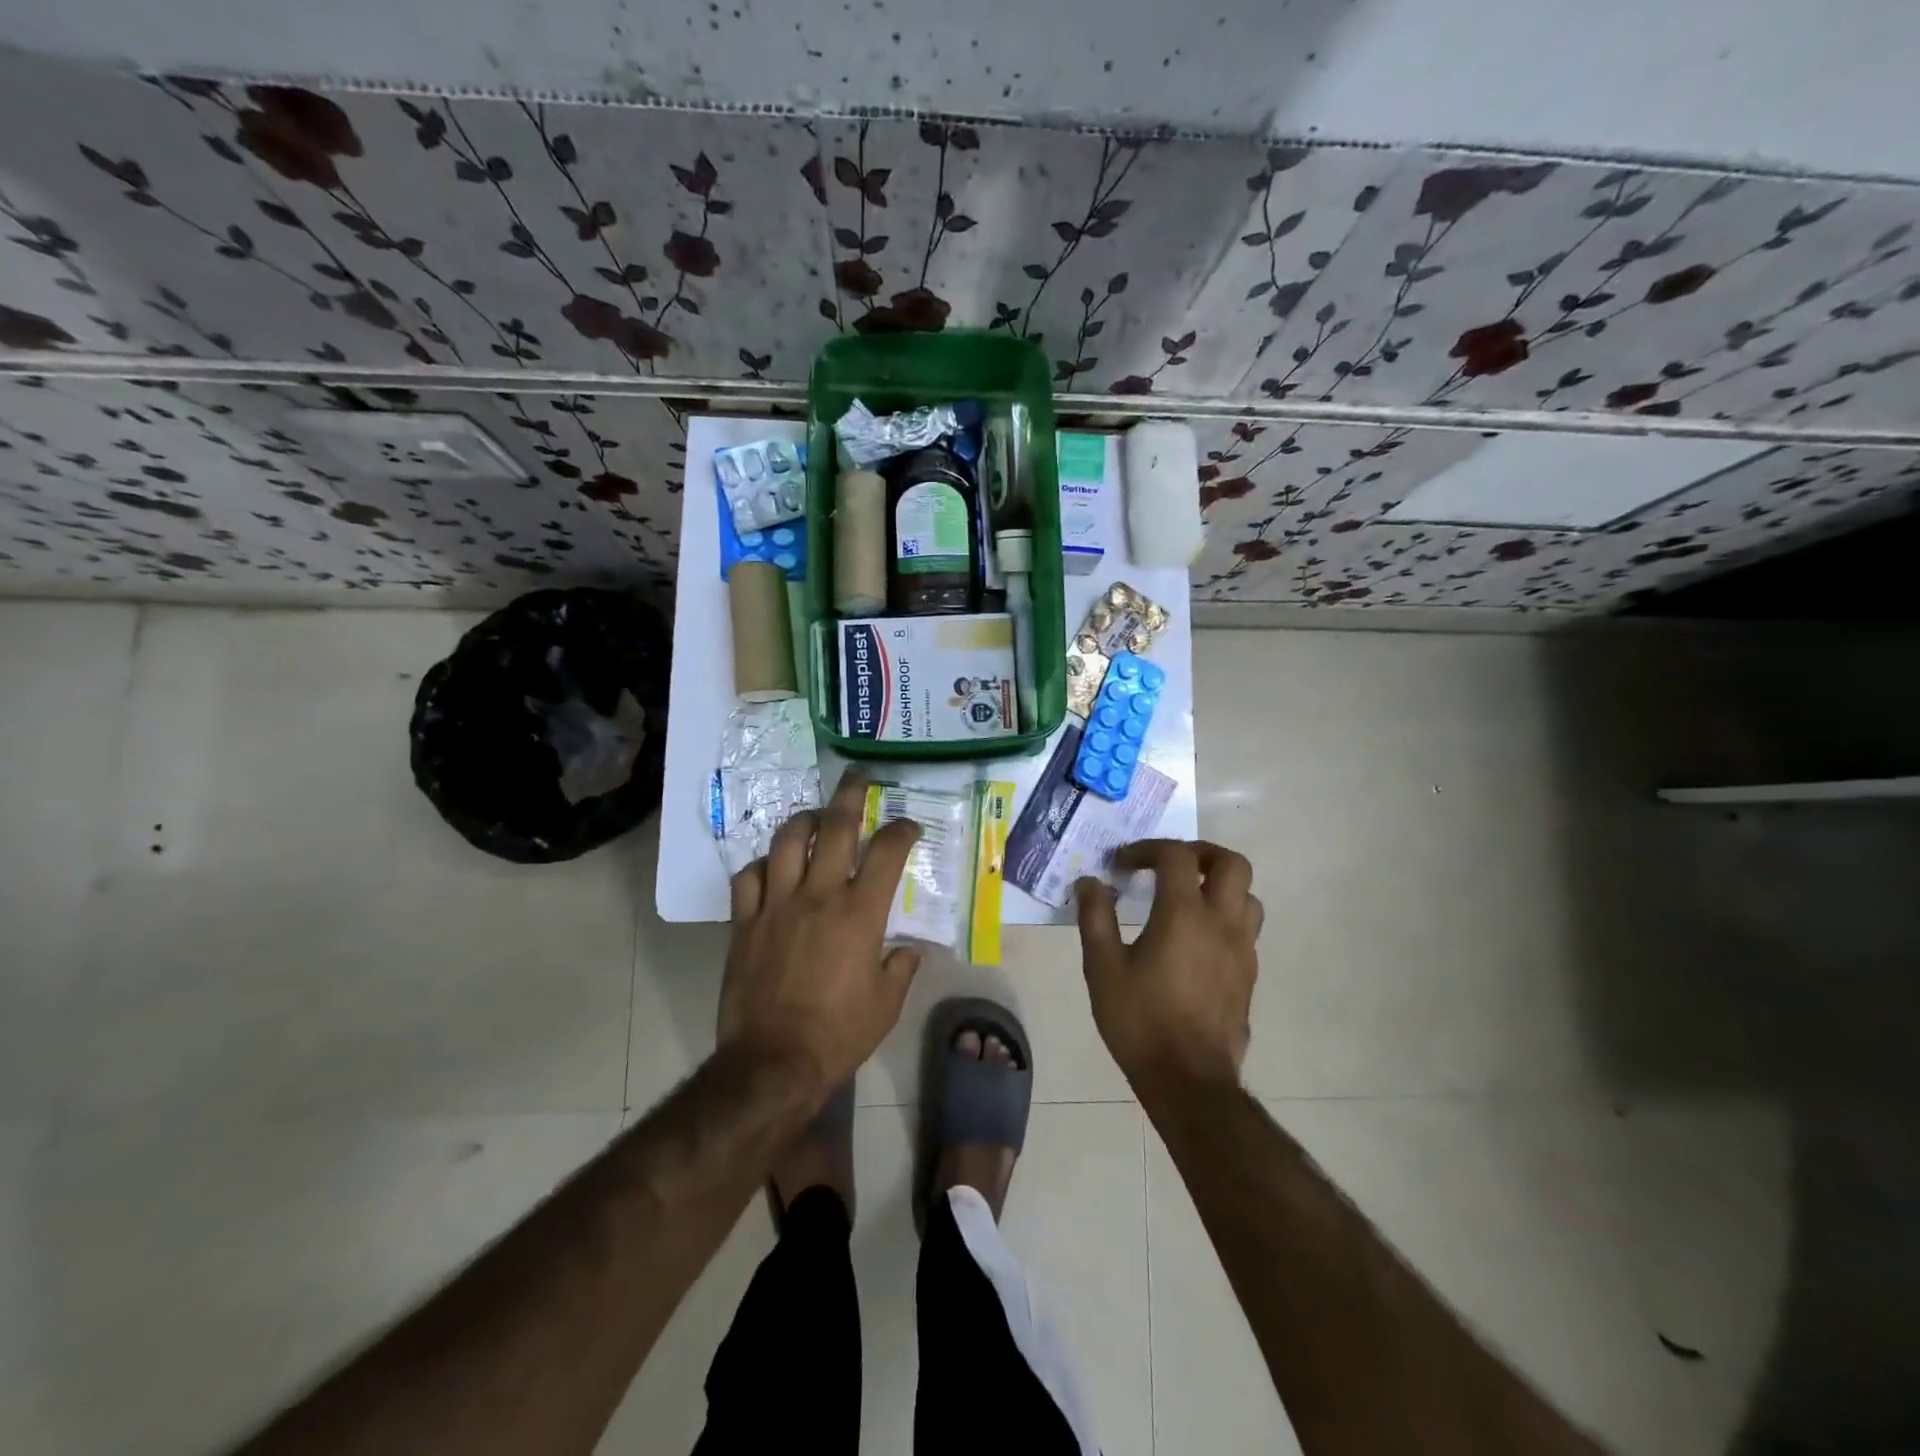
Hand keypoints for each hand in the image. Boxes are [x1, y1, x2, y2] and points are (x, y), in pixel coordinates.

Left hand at [719, 768, 922, 1104]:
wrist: (773, 1063)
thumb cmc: (839, 1034)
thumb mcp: (886, 1004)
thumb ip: (901, 967)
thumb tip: (908, 949)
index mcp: (860, 913)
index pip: (887, 851)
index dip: (902, 829)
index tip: (908, 824)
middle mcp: (819, 896)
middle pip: (836, 827)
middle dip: (851, 794)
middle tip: (858, 777)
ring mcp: (777, 905)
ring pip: (787, 841)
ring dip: (804, 821)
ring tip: (814, 817)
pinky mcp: (745, 922)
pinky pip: (748, 877)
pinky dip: (763, 865)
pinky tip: (772, 868)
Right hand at [1075, 840, 1262, 1094]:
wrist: (1189, 1080)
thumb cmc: (1140, 1020)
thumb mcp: (1103, 967)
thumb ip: (1096, 917)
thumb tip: (1090, 882)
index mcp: (1184, 914)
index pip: (1176, 856)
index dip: (1148, 849)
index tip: (1122, 864)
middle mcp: (1221, 922)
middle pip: (1231, 863)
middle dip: (1200, 853)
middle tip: (1169, 865)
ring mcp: (1242, 949)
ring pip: (1247, 896)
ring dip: (1219, 885)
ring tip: (1187, 898)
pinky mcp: (1248, 974)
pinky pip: (1245, 928)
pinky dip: (1224, 917)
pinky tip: (1195, 940)